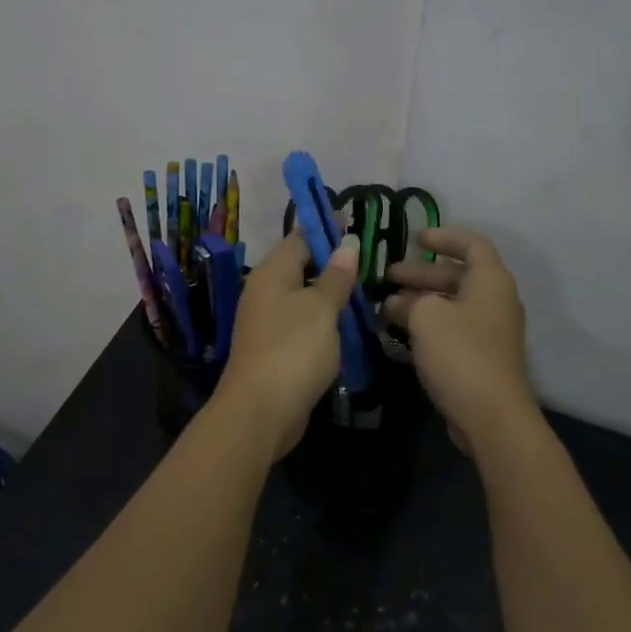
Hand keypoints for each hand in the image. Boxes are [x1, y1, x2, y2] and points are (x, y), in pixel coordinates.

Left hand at [216, 231, 361, 459]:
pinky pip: (304, 323)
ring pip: (304, 296)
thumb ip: (336, 276)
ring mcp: (269, 322)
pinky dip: (325, 319)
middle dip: (332, 260)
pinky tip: (347, 324)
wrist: (261, 412)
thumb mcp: (321, 308)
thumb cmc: (293, 349)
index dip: (326, 227)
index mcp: (272, 273)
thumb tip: (346, 242)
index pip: (300, 237)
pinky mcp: (277, 349)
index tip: (354, 219)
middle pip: (301, 266)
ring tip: (366, 287)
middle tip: (369, 255)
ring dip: (331, 292)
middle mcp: (266, 292)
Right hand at [384, 227, 536, 458]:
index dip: (444, 236)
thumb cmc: (461, 354)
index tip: (415, 238)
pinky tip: (401, 333)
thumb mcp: (426, 317)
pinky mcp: (481, 356)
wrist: (491, 416)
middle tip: (388, 277)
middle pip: (458, 275)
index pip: (472, 244)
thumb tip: (396, 302)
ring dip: (421, 301)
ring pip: (452, 304)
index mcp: (491, 281)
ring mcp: (490, 331)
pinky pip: (453, 328)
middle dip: (421, 273)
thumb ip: (408, 301)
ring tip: (386, 306)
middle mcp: (496, 301)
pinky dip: (428, 324)